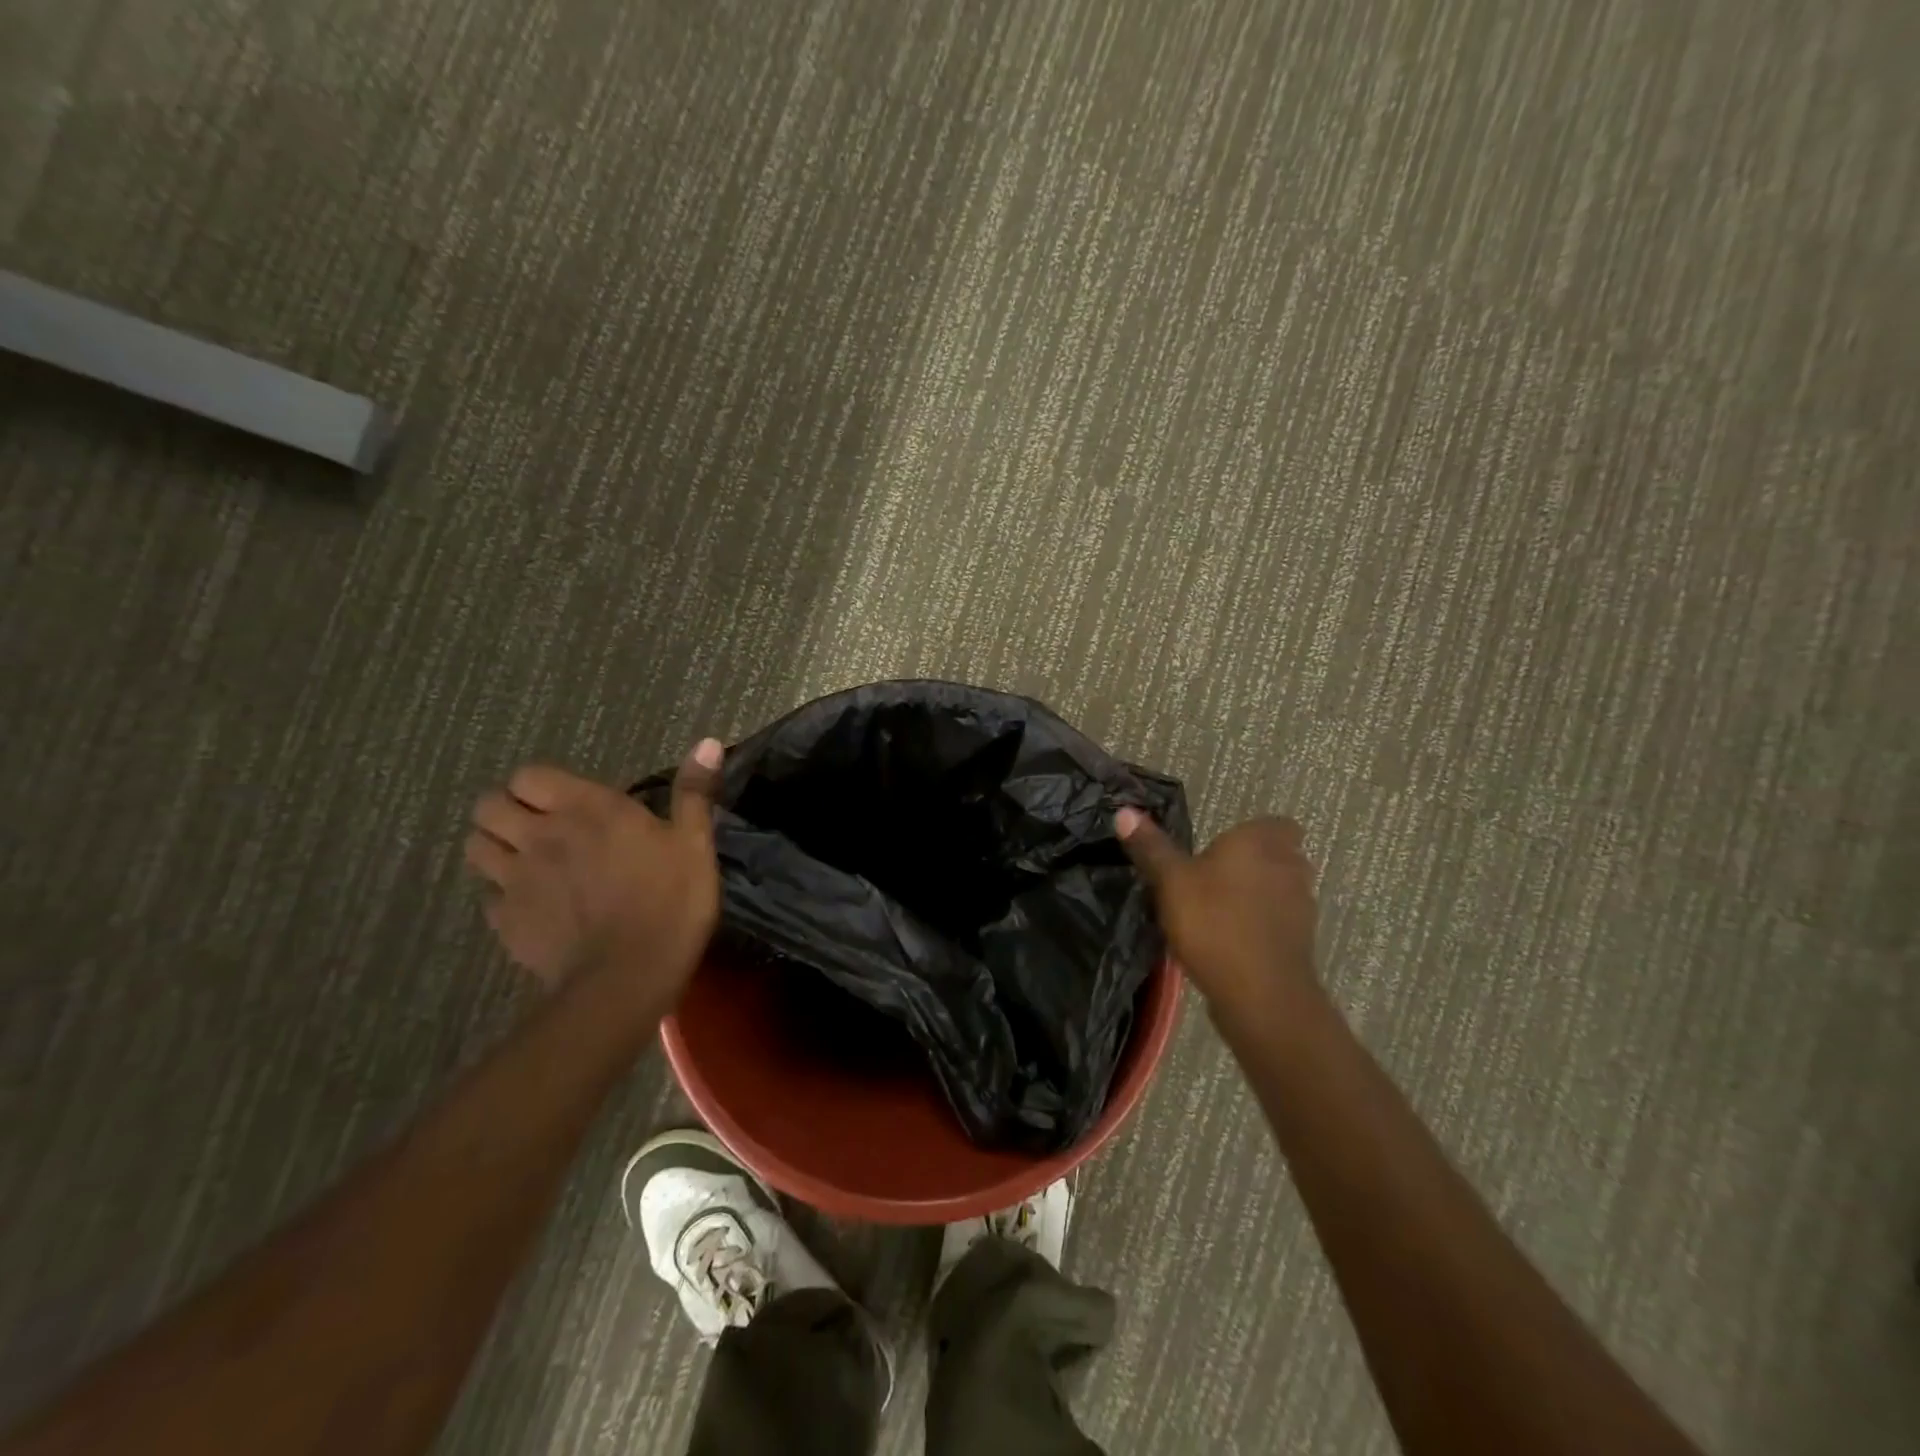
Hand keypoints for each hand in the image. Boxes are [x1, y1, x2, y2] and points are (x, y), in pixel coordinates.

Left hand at [464, 742, 723, 1008]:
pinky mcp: (506, 921)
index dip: (539, 785)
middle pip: (487, 806)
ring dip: (495, 846)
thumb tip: (707, 742)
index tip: (565, 800)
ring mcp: (515, 880)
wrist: (629, 977)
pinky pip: (487, 897)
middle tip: (537, 825)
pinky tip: (532, 906)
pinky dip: (502, 895)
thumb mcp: (694, 842)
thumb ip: (694, 792)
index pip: (528, 776)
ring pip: (475, 847)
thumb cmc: (670, 901)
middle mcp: (539, 835)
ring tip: (525, 860)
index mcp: (585, 808)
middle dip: (505, 810)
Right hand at [1116, 808, 1318, 1030]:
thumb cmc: (1214, 922)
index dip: (1254, 833)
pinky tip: (1232, 940)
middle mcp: (1289, 866)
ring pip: (1282, 890)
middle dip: (1255, 863)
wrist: (1261, 994)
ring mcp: (1301, 906)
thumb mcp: (1170, 881)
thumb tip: (1125, 811)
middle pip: (1280, 856)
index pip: (1275, 824)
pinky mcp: (1302, 942)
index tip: (1225, 846)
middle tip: (1217, 875)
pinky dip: (1262, 926)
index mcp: (1260, 842)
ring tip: (1221, 910)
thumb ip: (1151, 847)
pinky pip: (1281, 922)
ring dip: (1259, 895)